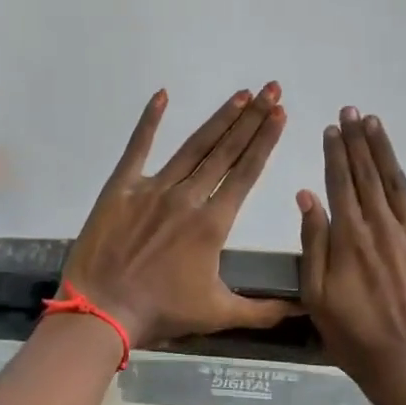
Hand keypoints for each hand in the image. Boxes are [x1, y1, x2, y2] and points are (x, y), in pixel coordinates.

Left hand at [63, 85, 298, 346]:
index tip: (281, 114)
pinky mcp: (121, 187)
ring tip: (241, 95)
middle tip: (272, 90)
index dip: (265, 141)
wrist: (101, 311)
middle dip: (252, 119)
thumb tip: (304, 309)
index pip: (246, 173)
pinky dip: (149, 121)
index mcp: (212, 223)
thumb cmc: (161, 312)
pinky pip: (137, 148)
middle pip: (225, 151)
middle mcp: (187, 197)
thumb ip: (263, 310)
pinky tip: (162, 95)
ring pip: (193, 146)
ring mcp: (152, 188)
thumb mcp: (218, 314)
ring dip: (219, 119)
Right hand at [298, 107, 405, 404]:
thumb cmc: (353, 336)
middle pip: (367, 174)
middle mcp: (382, 226)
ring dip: (385, 150)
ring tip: (375, 123)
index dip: (335, 152)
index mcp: (348, 237)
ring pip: (397, 182)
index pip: (339, 183)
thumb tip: (307, 196)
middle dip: (358, 141)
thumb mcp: (316, 295)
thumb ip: (312, 243)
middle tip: (353, 112)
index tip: (331, 128)